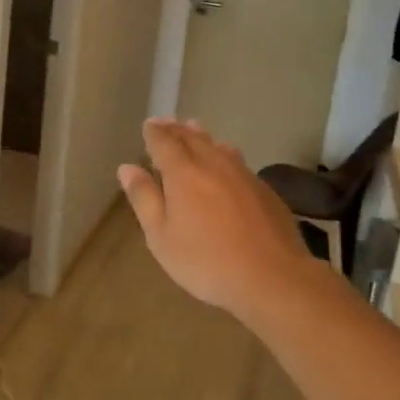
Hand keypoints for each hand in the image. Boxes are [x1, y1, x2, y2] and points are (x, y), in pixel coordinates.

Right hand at [118, 118, 320, 319]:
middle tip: (167, 122)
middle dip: (177, 129)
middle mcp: (214, 164)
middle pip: (192, 138)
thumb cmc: (205, 260)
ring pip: (218, 146)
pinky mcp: (265, 190)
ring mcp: (243, 175)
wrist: (272, 277)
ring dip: (202, 137)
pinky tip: (227, 160)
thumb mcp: (161, 236)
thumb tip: (127, 168)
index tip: (148, 125)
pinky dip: (225, 153)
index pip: (164, 142)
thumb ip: (144, 198)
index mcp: (183, 172)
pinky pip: (238, 161)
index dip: (154, 132)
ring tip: (195, 129)